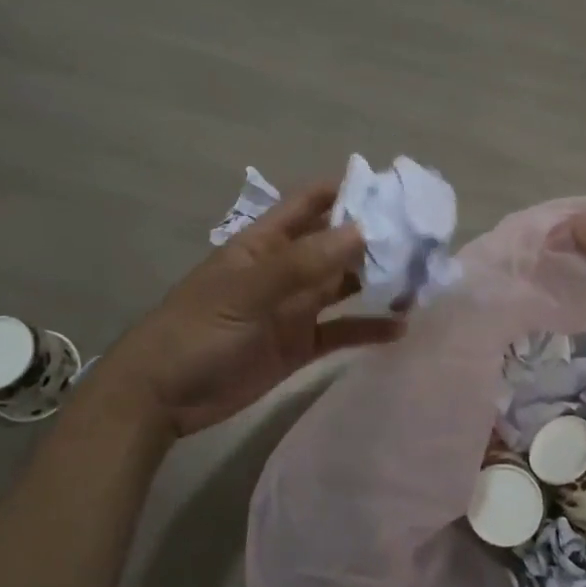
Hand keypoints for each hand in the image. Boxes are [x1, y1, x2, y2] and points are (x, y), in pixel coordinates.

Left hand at [80, 184, 403, 439]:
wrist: (162, 397)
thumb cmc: (197, 331)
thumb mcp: (247, 291)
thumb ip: (303, 263)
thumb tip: (362, 229)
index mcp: (266, 243)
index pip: (310, 203)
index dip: (347, 191)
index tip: (392, 190)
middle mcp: (285, 270)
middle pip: (336, 244)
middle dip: (375, 238)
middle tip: (423, 238)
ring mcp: (293, 308)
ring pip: (344, 286)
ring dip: (377, 281)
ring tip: (421, 280)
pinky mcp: (300, 345)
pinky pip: (341, 331)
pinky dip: (368, 328)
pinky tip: (400, 328)